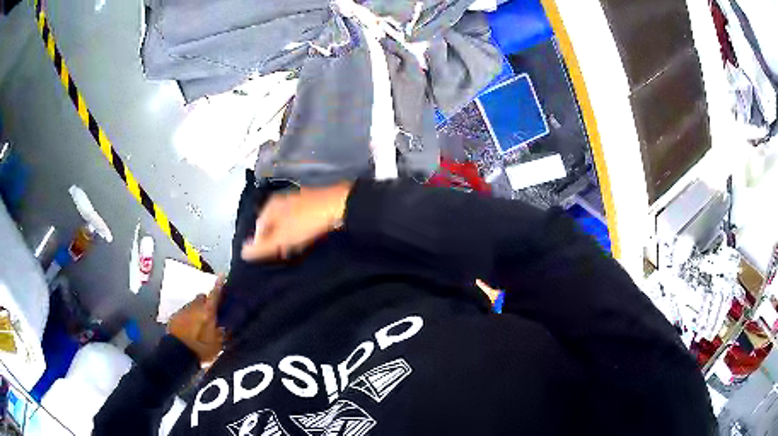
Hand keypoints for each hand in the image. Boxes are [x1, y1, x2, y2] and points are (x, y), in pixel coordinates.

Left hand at [168, 276, 224, 362]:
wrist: (178, 353)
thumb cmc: (202, 348)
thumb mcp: (219, 344)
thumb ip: (224, 332)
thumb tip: (228, 324)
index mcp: (208, 311)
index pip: (215, 293)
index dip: (219, 284)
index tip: (222, 275)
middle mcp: (195, 306)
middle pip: (202, 297)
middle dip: (206, 301)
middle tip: (211, 312)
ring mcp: (183, 310)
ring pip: (192, 305)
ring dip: (197, 310)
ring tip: (200, 322)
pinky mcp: (174, 316)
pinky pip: (184, 312)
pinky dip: (188, 317)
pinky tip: (190, 328)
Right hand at [242, 182, 352, 260]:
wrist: (341, 205)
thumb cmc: (307, 222)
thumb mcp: (283, 238)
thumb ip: (263, 247)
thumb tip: (243, 253)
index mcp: (271, 205)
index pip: (258, 228)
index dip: (262, 244)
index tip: (271, 255)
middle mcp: (282, 199)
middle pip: (272, 224)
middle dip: (275, 240)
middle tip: (284, 253)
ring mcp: (298, 199)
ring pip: (286, 222)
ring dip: (288, 236)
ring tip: (296, 247)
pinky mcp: (313, 203)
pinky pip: (300, 220)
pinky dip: (301, 230)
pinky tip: (308, 236)